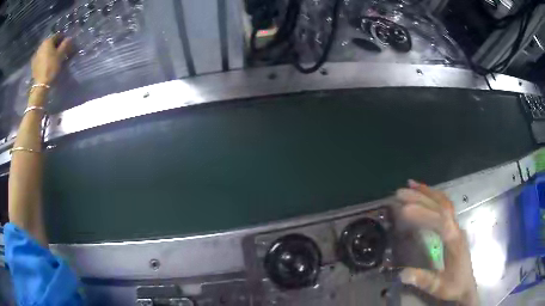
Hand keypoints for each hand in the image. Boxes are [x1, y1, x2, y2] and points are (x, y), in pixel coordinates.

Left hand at [31, 34, 71, 84]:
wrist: (40, 85)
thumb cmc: (51, 67)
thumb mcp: (60, 55)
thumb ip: (65, 44)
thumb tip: (69, 38)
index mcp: (48, 40)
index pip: (58, 35)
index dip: (62, 39)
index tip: (65, 44)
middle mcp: (41, 44)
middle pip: (50, 42)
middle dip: (55, 45)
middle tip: (59, 51)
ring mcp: (36, 54)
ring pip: (45, 49)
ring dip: (49, 51)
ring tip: (52, 57)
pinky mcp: (33, 63)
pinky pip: (40, 57)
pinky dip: (44, 58)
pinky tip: (46, 63)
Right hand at [396, 180, 478, 305]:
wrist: (466, 287)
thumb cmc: (453, 286)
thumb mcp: (437, 287)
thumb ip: (422, 279)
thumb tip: (401, 273)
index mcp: (454, 241)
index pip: (440, 220)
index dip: (422, 212)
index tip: (403, 210)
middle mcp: (456, 229)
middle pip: (442, 206)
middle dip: (421, 197)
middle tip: (400, 193)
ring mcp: (456, 227)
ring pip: (445, 202)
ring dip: (428, 192)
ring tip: (411, 185)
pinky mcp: (454, 229)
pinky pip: (445, 207)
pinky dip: (434, 197)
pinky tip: (425, 196)